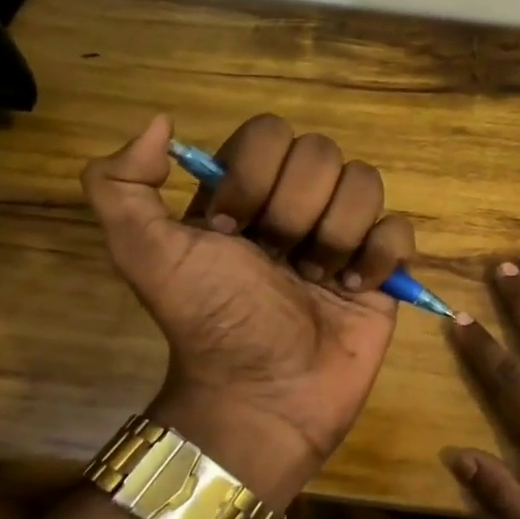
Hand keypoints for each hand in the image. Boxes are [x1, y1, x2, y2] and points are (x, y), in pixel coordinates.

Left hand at [82, 113, 414, 506]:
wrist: (264, 397)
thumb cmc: (209, 322)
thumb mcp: (143, 254)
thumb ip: (119, 183)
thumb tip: (161, 121)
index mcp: (244, 192)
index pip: (269, 133)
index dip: (253, 179)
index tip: (230, 234)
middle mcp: (295, 204)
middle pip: (322, 153)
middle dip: (296, 211)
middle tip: (277, 261)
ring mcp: (342, 235)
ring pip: (365, 183)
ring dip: (336, 235)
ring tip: (318, 281)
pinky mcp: (382, 270)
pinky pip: (399, 230)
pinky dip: (379, 257)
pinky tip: (354, 290)